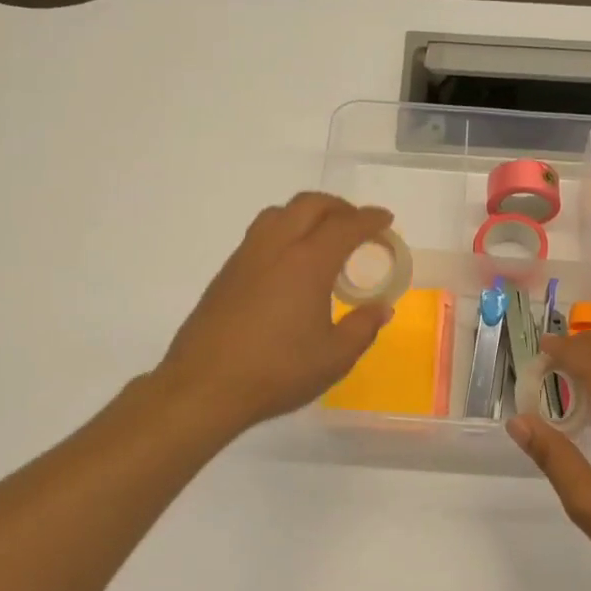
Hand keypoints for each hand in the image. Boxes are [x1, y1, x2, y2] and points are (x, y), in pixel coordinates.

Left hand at [154, 194, 396, 436]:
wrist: (204, 385)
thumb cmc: (277, 371)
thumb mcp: (334, 358)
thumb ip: (362, 328)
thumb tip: (380, 308)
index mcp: (307, 262)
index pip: (346, 225)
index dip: (370, 219)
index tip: (385, 220)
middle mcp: (276, 247)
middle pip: (309, 205)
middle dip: (339, 207)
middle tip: (357, 224)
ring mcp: (246, 256)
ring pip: (279, 213)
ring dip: (306, 214)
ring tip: (322, 238)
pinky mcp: (226, 272)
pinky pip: (260, 234)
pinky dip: (284, 231)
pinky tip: (290, 264)